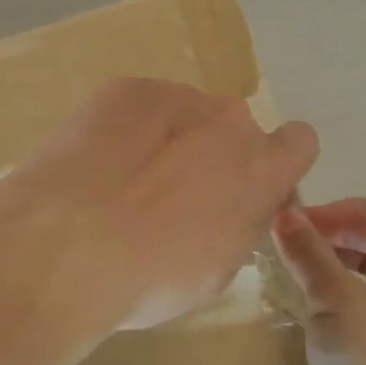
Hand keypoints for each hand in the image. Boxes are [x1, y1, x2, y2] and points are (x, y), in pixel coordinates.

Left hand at [6, 78, 318, 331]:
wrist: (67, 245)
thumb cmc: (152, 276)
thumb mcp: (217, 269)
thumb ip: (238, 224)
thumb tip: (230, 207)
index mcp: (262, 169)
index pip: (298, 143)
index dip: (274, 164)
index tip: (245, 188)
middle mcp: (229, 121)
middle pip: (231, 130)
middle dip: (212, 155)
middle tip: (169, 195)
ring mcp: (177, 96)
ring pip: (183, 115)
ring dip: (166, 140)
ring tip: (121, 182)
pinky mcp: (126, 88)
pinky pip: (139, 107)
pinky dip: (125, 130)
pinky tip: (95, 165)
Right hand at [272, 199, 365, 364]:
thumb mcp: (338, 307)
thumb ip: (310, 257)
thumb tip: (286, 215)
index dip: (323, 216)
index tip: (278, 225)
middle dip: (334, 245)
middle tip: (287, 255)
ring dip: (345, 279)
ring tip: (301, 288)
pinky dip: (360, 312)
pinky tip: (329, 332)